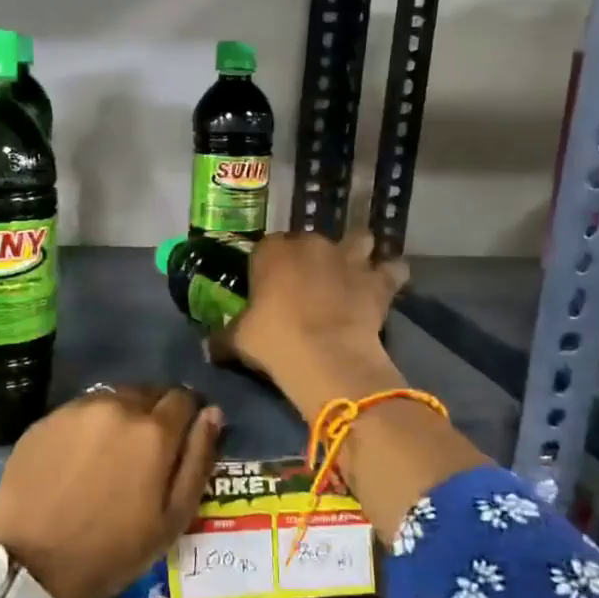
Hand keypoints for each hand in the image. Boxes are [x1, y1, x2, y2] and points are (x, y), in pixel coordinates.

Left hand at [0, 385, 221, 597]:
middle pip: (148, 393)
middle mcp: (117, 406)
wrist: (32, 564)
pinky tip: (78, 459)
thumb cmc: (113, 549)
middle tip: (145, 453)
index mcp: (154, 430)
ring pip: (113, 399)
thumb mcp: (173, 518)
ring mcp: (76, 409)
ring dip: (120, 417)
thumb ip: (198, 460)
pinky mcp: (45, 419)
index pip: (184, 398)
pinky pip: (79, 411)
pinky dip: (87, 426)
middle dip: (154, 414)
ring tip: (110, 455)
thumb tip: (212, 414)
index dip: (187, 417)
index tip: (180, 440)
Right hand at [206, 230, 408, 410]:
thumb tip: (206, 346)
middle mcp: (311, 244)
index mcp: (272, 251)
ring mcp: (348, 258)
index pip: (266, 247)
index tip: (268, 286)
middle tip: (307, 284)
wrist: (326, 357)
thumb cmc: (274, 341)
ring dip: (356, 252)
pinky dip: (390, 275)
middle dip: (310, 257)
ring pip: (359, 240)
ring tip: (352, 270)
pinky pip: (392, 269)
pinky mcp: (378, 280)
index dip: (268, 266)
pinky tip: (386, 285)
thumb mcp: (237, 340)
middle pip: (310, 241)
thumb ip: (222, 337)